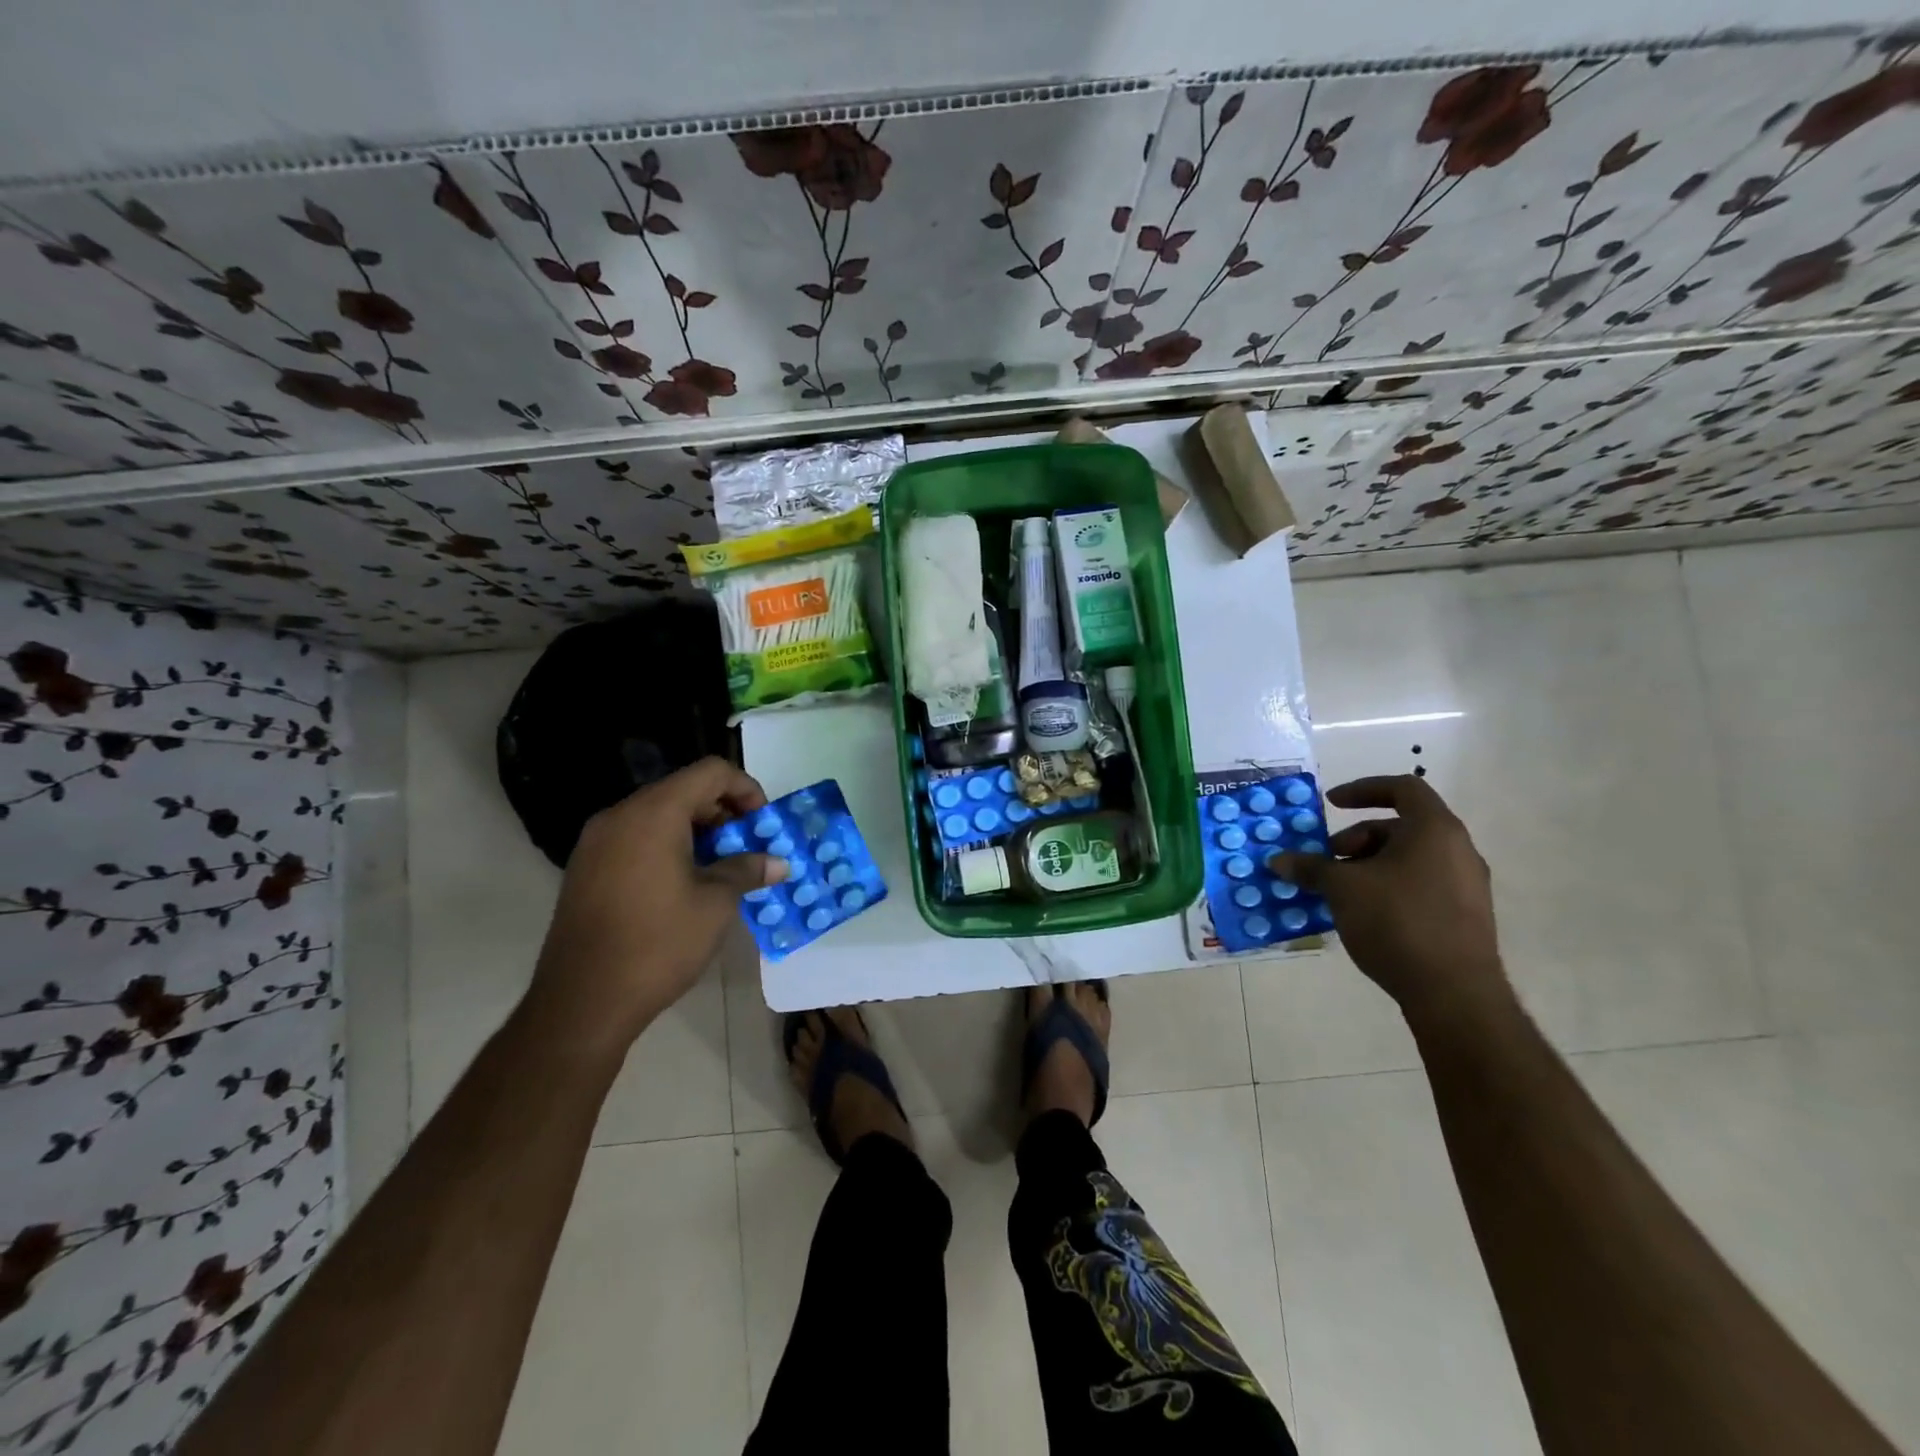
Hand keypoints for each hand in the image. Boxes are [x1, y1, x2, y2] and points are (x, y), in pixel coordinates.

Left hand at [525, 757, 786, 1054]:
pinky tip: (684, 885)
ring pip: (658, 815)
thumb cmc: (658, 944)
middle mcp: (620, 816)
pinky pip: (636, 838)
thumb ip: (746, 870)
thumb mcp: (715, 905)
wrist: (582, 1002)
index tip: (762, 824)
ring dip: (697, 831)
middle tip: (747, 848)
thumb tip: (777, 862)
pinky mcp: (585, 868)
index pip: (710, 772)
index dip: (746, 789)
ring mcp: (597, 842)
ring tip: (720, 869)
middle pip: (683, 790)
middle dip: (723, 812)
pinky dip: (667, 846)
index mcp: (654, 813)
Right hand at [1268, 775, 1511, 1027]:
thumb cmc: (1396, 921)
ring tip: (1340, 891)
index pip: (1402, 788)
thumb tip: (1278, 860)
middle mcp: (1458, 850)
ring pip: (1409, 858)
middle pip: (1400, 827)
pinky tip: (1363, 914)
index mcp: (1434, 830)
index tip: (1331, 805)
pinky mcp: (1465, 916)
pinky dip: (1388, 886)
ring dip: (1369, 865)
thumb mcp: (1342, 888)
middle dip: (1356, 839)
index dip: (1363, 789)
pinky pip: (1420, 884)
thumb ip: (1309, 867)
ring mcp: (1467, 885)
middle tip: (1327, 861)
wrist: (1454, 993)